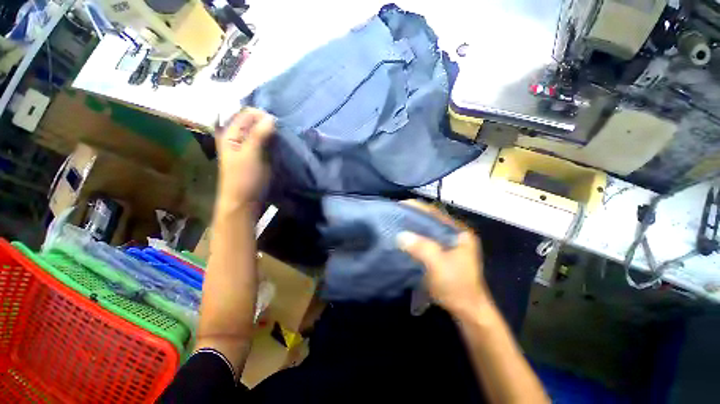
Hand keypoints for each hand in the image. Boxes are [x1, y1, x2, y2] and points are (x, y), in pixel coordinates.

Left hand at [216, 108, 274, 206]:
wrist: (245, 202)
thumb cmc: (244, 179)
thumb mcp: (250, 154)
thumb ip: (259, 134)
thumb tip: (271, 117)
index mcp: (230, 133)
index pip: (247, 114)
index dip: (262, 115)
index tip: (278, 123)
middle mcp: (238, 137)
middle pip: (255, 122)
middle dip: (269, 123)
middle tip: (283, 129)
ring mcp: (249, 146)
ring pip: (262, 132)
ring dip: (273, 132)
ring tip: (285, 135)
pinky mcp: (258, 155)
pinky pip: (267, 142)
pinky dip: (274, 141)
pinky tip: (282, 143)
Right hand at [397, 200, 490, 314]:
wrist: (467, 310)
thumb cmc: (456, 287)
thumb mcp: (439, 266)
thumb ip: (422, 248)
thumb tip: (401, 235)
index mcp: (460, 232)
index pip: (436, 213)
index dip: (418, 208)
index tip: (401, 205)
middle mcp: (456, 234)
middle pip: (432, 220)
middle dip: (414, 216)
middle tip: (396, 214)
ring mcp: (450, 243)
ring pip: (429, 229)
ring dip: (414, 226)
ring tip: (398, 223)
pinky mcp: (444, 252)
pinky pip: (428, 239)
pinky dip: (417, 237)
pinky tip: (406, 238)